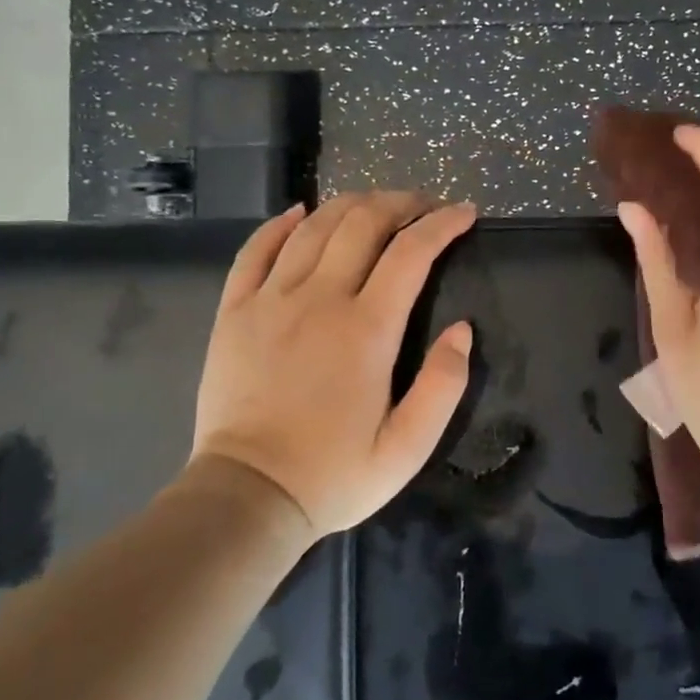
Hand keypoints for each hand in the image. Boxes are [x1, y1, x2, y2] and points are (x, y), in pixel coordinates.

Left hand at [186, 192, 476, 537]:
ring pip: (314, 226)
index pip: (412, 252)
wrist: (248, 496)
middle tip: (426, 206)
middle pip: (363, 223)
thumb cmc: (334, 474)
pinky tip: (301, 213)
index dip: (442, 224)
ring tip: (377, 205)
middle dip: (402, 203)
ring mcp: (270, 300)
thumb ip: (444, 385)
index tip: (465, 213)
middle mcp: (319, 299)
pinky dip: (281, 223)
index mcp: (367, 329)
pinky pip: (256, 250)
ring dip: (352, 204)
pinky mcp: (234, 311)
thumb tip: (462, 329)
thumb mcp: (408, 447)